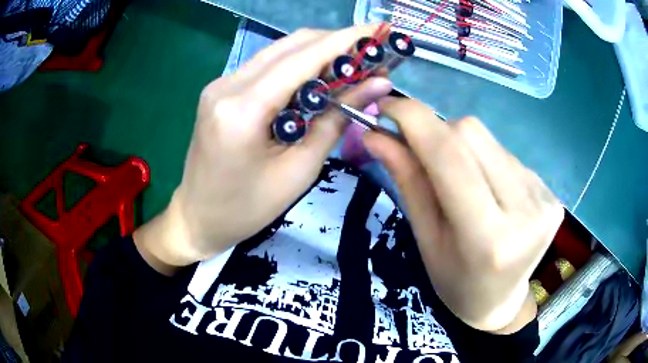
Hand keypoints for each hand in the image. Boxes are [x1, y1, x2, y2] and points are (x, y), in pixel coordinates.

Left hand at [134, 25, 392, 274]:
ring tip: (351, 65)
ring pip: (278, 51)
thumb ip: (336, 119)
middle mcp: (227, 85)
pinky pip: (266, 66)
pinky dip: (296, 65)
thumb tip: (377, 84)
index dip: (347, 40)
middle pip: (291, 44)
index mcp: (243, 109)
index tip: (380, 31)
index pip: (304, 56)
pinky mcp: (221, 90)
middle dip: (335, 42)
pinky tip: (317, 78)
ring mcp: (220, 84)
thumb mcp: (299, 170)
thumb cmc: (247, 208)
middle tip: (370, 53)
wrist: (197, 217)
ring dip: (317, 52)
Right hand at [363, 98, 563, 331]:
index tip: (386, 106)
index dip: (414, 120)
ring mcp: (544, 201)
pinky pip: (507, 155)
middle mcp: (525, 214)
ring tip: (463, 185)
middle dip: (437, 134)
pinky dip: (487, 162)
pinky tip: (489, 191)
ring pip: (490, 140)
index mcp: (488, 239)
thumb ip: (407, 180)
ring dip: (464, 149)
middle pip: (472, 134)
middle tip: (425, 157)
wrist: (500, 302)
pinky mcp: (551, 194)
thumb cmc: (455, 281)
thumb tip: (376, 134)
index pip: (450, 157)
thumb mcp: (425, 239)